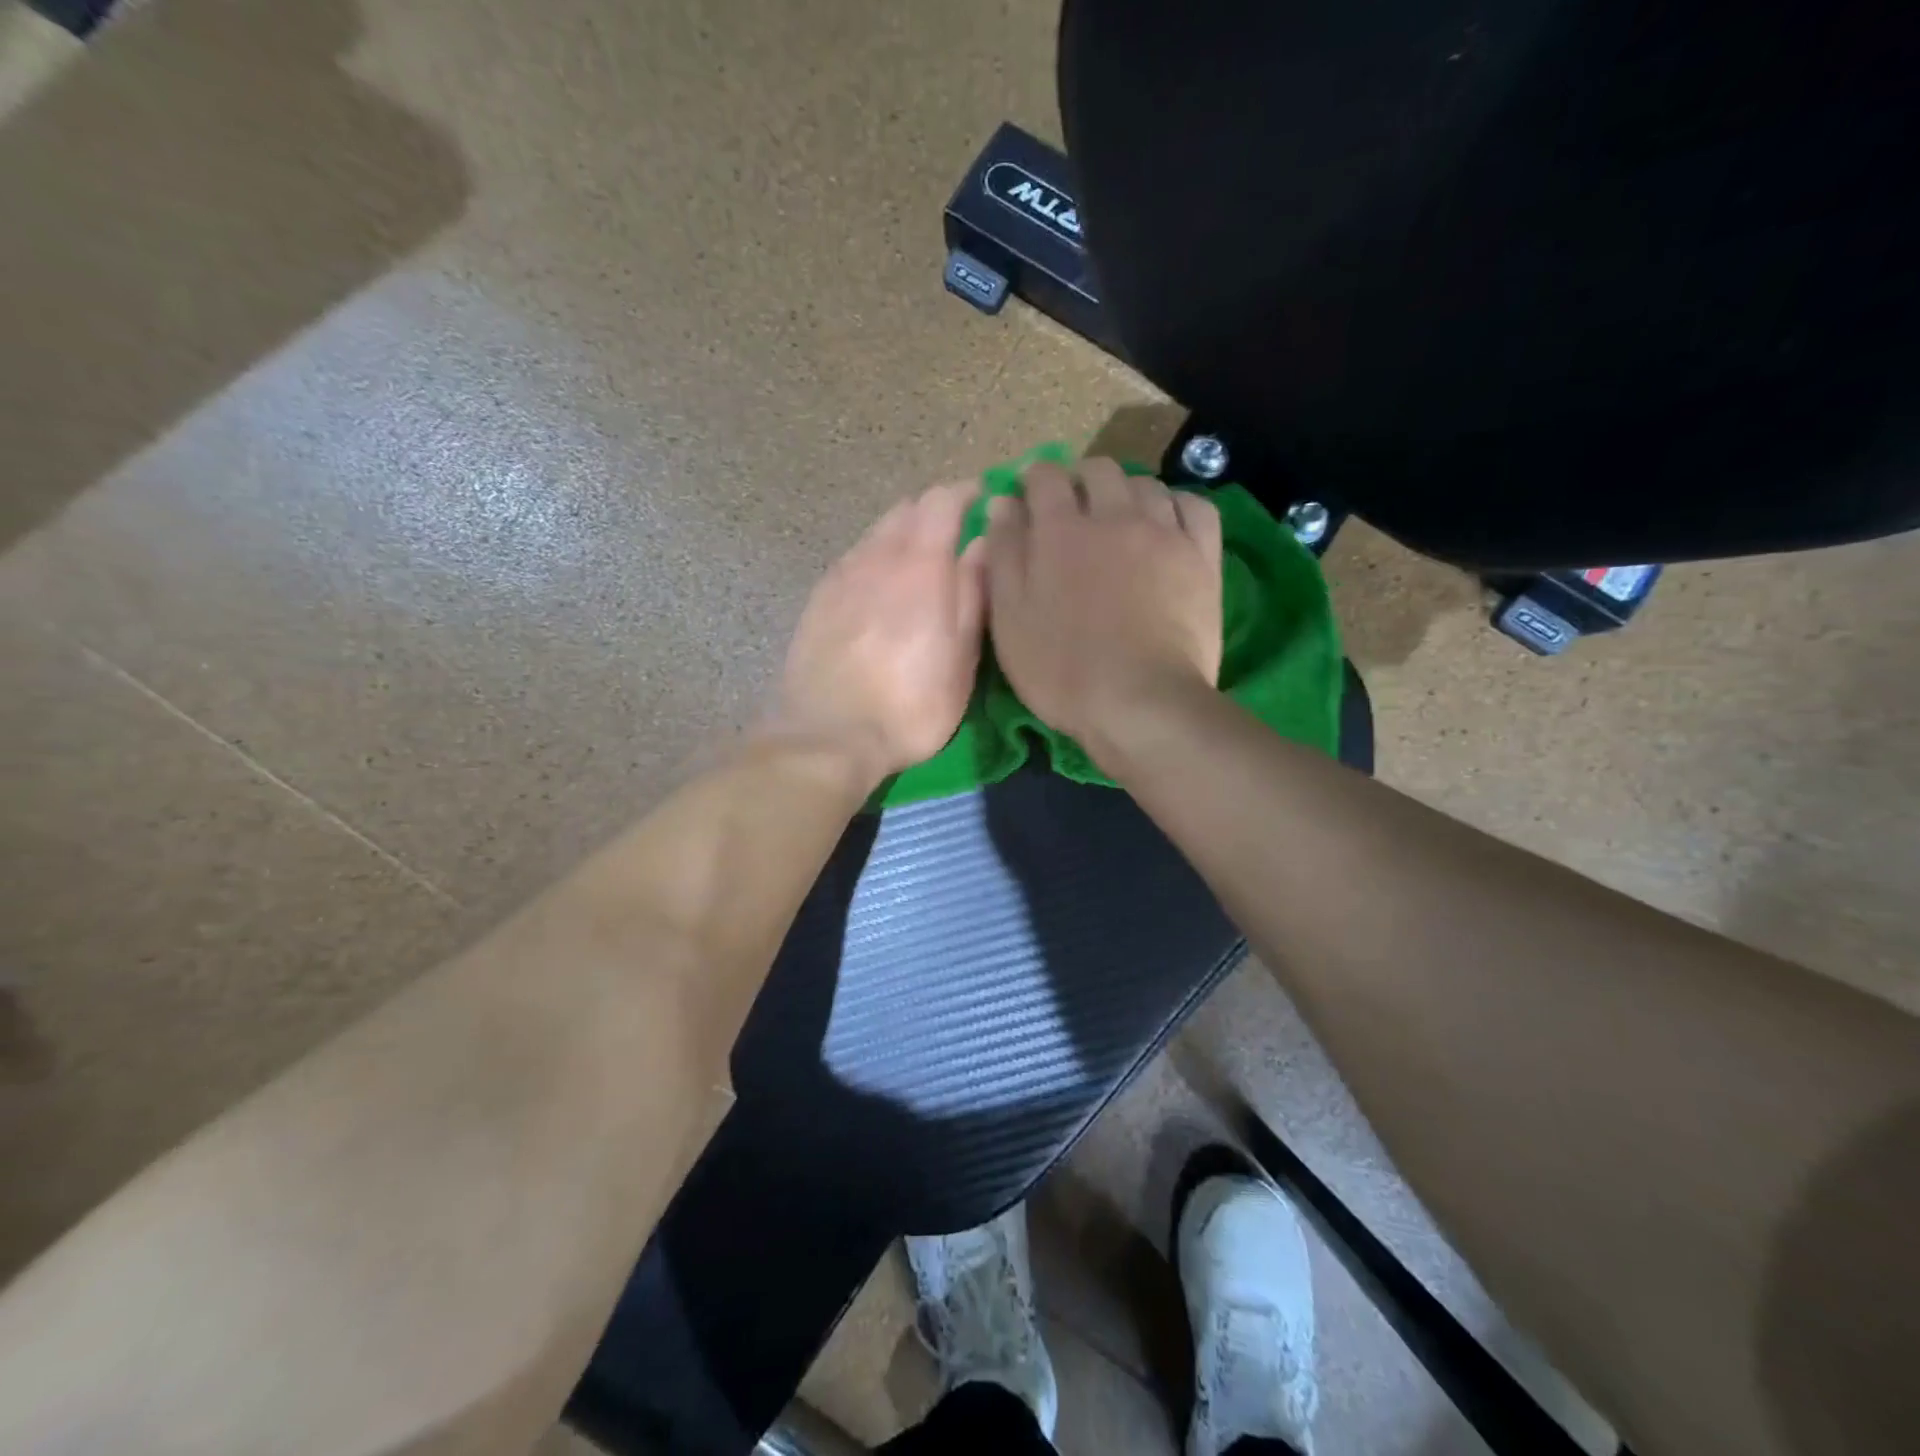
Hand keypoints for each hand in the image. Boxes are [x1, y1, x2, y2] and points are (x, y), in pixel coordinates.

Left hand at [772, 481, 986, 782]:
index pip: (942, 500)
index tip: (985, 501)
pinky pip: (853, 561)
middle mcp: (877, 556)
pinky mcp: (817, 599)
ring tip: (918, 567)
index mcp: (921, 564)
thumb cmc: (911, 704)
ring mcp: (841, 576)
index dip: (967, 493)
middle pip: (906, 510)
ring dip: (901, 536)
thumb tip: (983, 544)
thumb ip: (974, 593)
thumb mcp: (962, 657)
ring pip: (876, 534)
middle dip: (934, 514)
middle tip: (956, 539)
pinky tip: (879, 592)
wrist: (827, 735)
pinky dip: (874, 560)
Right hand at [985, 457, 1221, 753]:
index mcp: (1060, 531)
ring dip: (1125, 492)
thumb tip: (1003, 502)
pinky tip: (1166, 523)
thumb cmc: (1062, 669)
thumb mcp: (1010, 619)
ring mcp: (1164, 532)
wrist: (1140, 702)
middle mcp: (1113, 516)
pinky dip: (1176, 504)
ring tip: (1119, 519)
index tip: (1028, 497)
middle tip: (1072, 510)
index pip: (1045, 476)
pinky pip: (1194, 506)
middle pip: (1098, 470)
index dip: (1033, 479)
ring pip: (1145, 484)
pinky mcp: (1201, 556)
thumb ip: (1003, 556)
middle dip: (1079, 480)